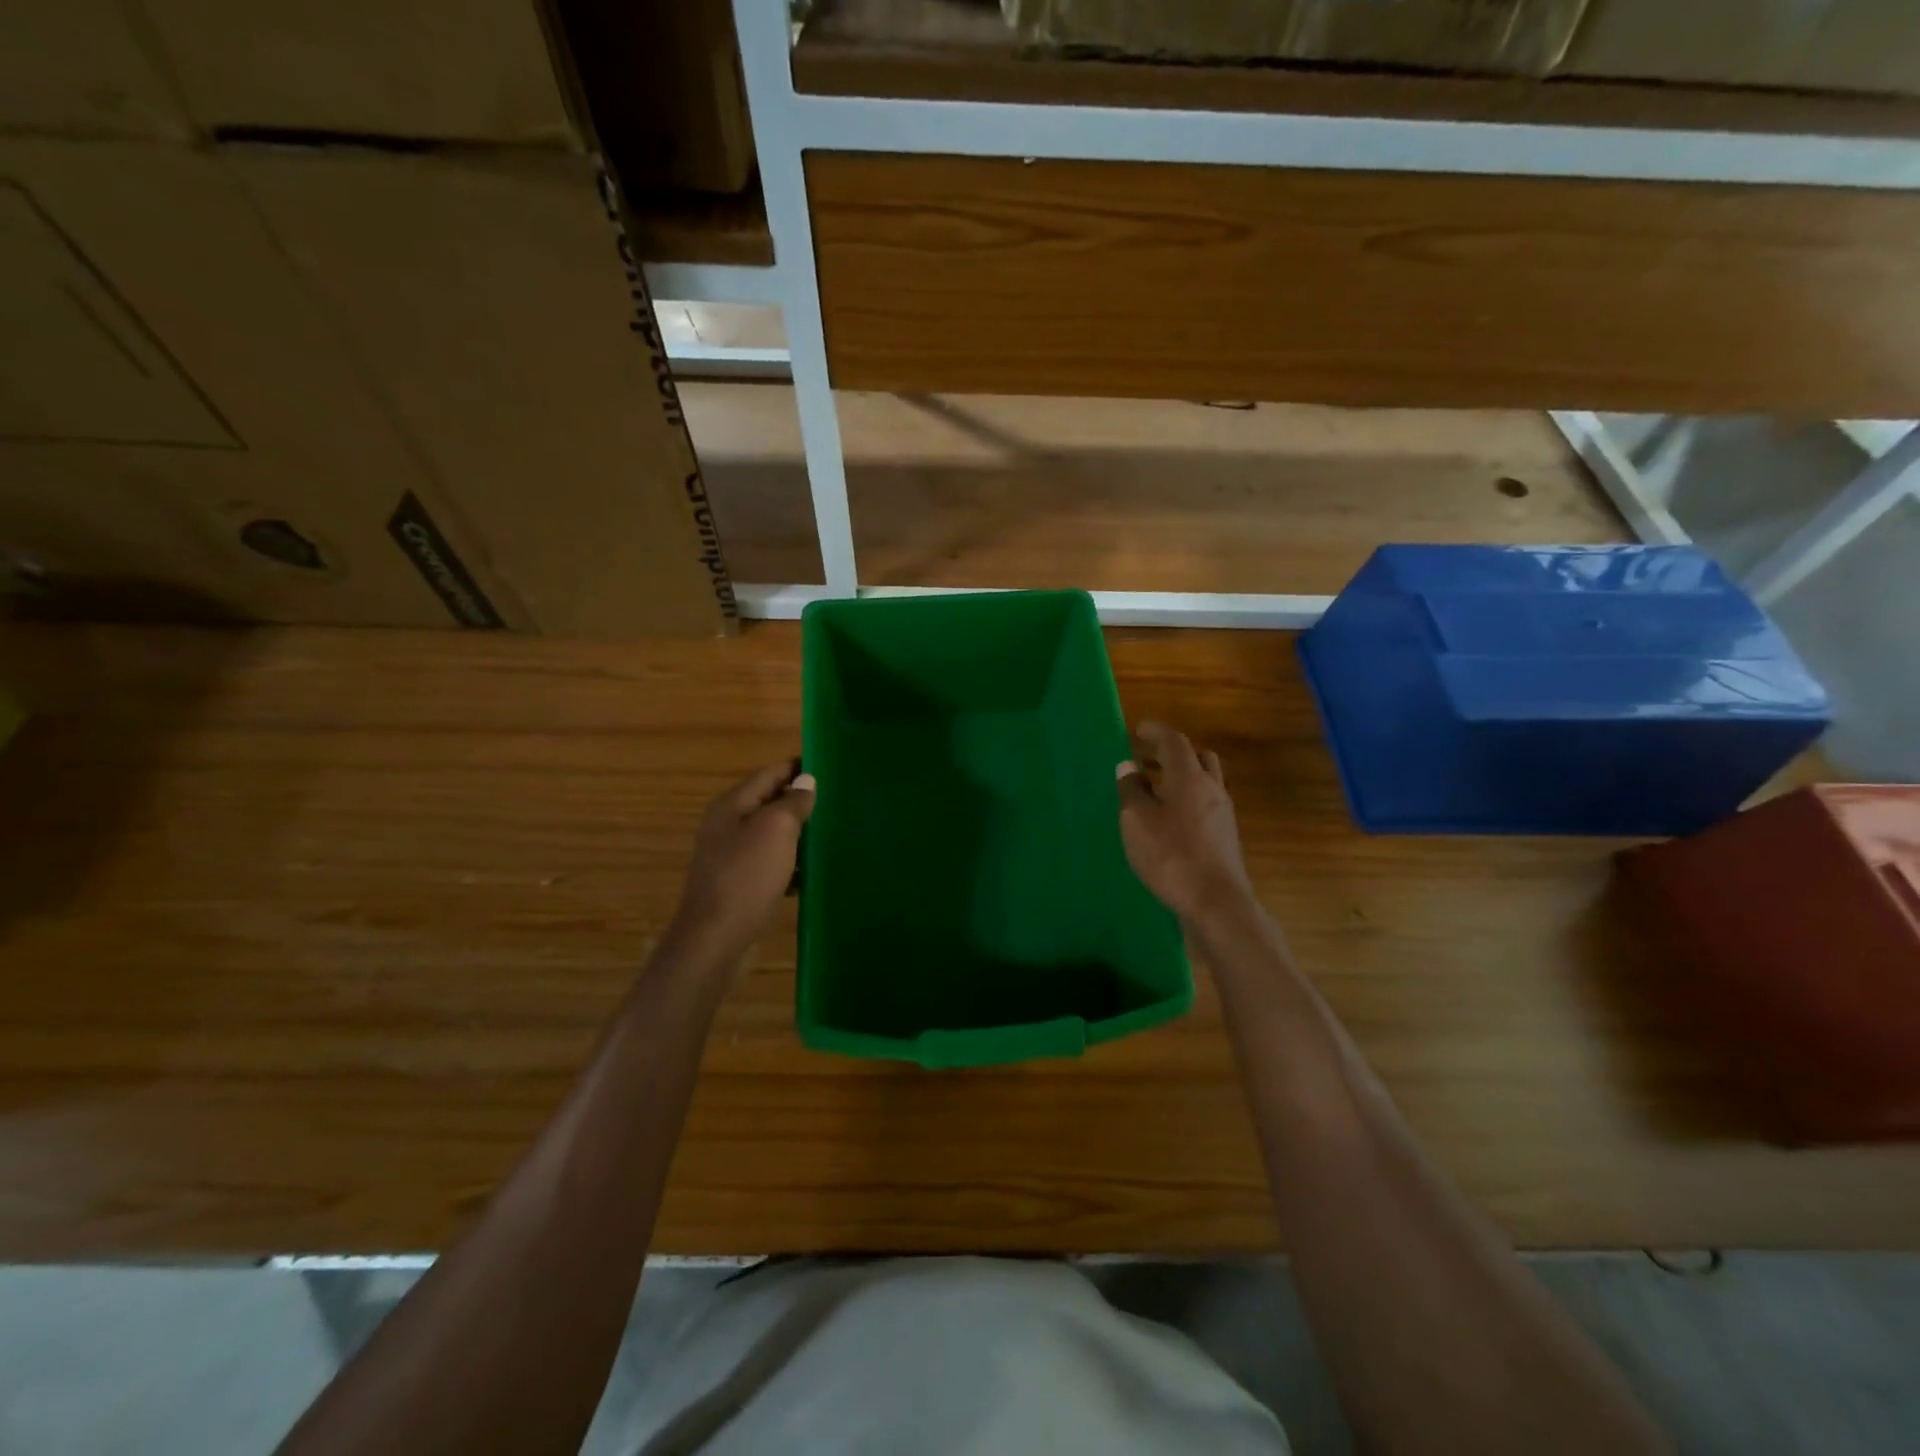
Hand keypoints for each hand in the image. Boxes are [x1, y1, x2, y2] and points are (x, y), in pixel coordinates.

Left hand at [669, 761, 815, 962]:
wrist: (715, 938)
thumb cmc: (747, 876)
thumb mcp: (776, 829)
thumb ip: (793, 802)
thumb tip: (806, 782)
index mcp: (732, 805)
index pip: (769, 773)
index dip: (797, 767)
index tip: (829, 765)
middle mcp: (727, 825)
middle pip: (769, 802)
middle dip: (800, 800)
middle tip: (836, 799)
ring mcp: (730, 856)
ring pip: (771, 834)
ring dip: (797, 832)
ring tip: (830, 832)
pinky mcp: (738, 883)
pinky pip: (769, 862)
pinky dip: (790, 862)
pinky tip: (810, 871)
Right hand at [1117, 722, 1252, 922]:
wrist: (1216, 903)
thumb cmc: (1171, 856)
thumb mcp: (1137, 822)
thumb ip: (1131, 791)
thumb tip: (1129, 768)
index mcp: (1190, 778)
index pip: (1174, 741)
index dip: (1156, 731)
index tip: (1138, 729)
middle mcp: (1212, 789)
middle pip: (1196, 758)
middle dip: (1171, 753)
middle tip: (1147, 759)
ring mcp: (1223, 814)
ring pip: (1204, 782)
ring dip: (1181, 778)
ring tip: (1155, 790)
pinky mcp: (1225, 837)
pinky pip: (1205, 805)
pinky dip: (1187, 800)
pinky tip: (1169, 819)